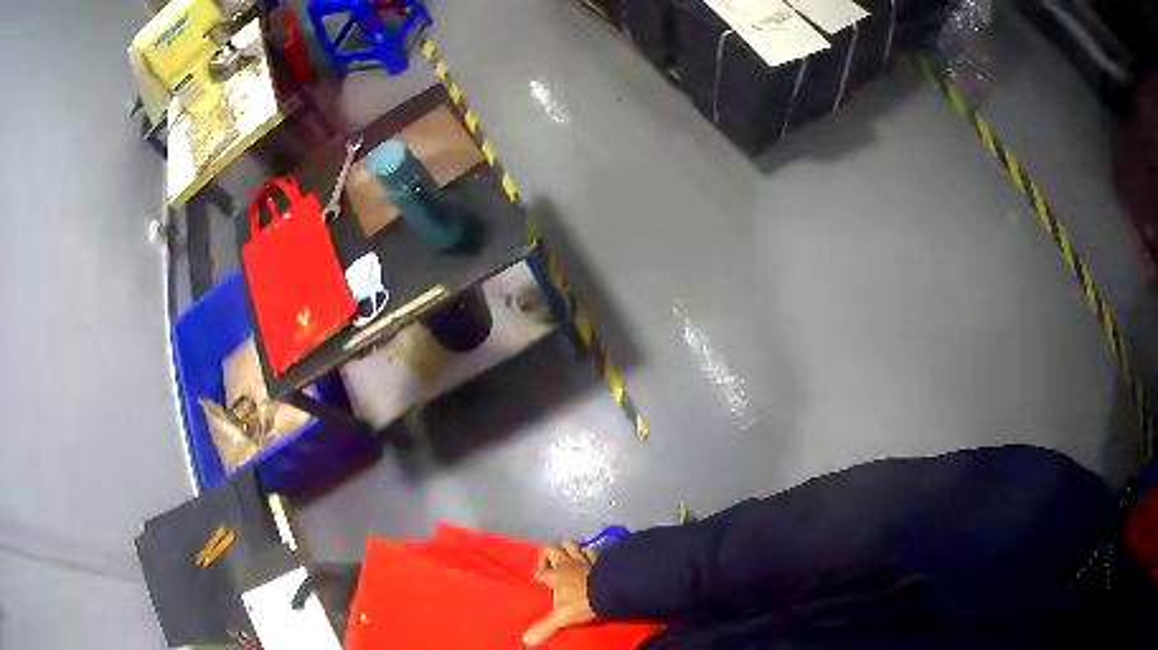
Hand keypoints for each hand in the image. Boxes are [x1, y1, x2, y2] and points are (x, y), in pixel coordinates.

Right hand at [523, 542, 598, 645]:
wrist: (612, 591)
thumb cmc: (583, 603)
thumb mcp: (563, 617)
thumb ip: (545, 627)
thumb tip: (527, 640)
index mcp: (555, 576)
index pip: (538, 572)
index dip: (536, 576)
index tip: (538, 583)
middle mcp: (566, 563)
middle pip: (551, 548)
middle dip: (547, 554)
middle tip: (550, 566)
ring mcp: (583, 558)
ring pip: (571, 544)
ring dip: (567, 549)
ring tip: (567, 558)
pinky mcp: (599, 558)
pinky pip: (592, 549)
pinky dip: (589, 552)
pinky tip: (589, 556)